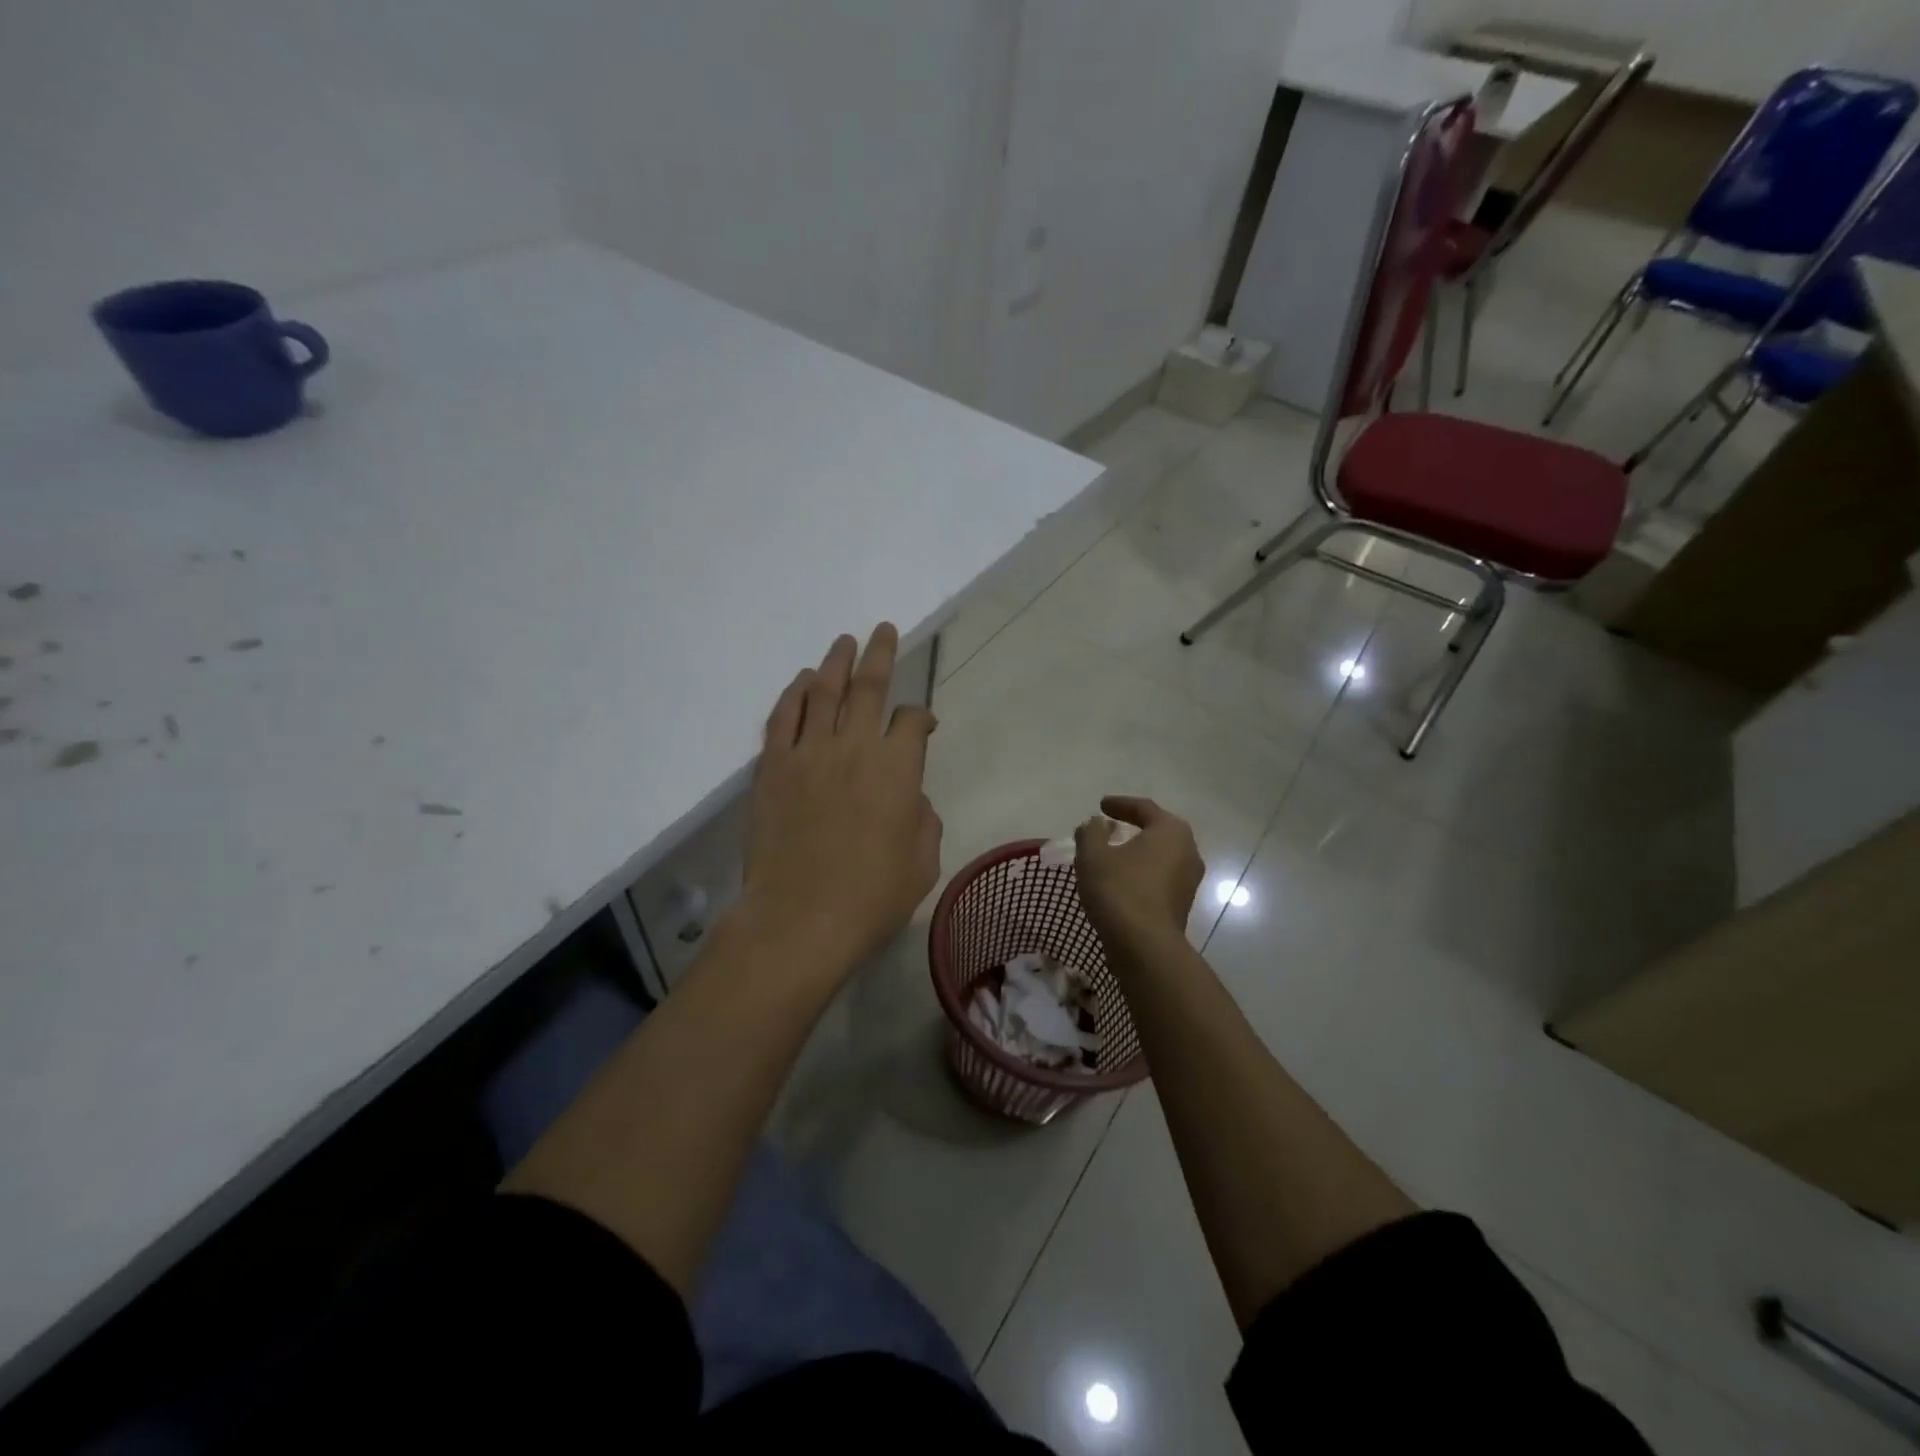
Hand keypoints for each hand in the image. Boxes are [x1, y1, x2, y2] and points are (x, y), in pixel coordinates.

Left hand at [737, 624, 941, 983]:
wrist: (800, 919)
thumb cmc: (871, 896)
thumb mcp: (923, 861)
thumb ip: (923, 819)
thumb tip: (910, 798)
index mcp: (898, 767)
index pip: (913, 721)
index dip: (921, 717)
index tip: (924, 725)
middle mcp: (855, 746)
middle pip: (870, 686)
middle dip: (881, 654)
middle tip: (884, 630)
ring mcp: (809, 753)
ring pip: (824, 692)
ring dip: (836, 662)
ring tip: (844, 642)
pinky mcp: (773, 768)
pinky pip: (782, 718)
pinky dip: (794, 694)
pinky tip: (802, 681)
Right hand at [1074, 796, 1203, 953]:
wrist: (1145, 947)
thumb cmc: (1119, 890)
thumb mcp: (1093, 854)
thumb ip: (1091, 832)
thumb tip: (1096, 825)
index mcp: (1171, 831)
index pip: (1144, 808)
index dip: (1120, 804)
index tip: (1101, 805)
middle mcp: (1188, 851)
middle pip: (1158, 831)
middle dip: (1133, 827)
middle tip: (1110, 826)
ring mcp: (1189, 881)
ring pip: (1160, 857)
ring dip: (1138, 853)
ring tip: (1113, 855)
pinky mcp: (1182, 905)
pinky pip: (1159, 879)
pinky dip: (1141, 873)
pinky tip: (1121, 881)